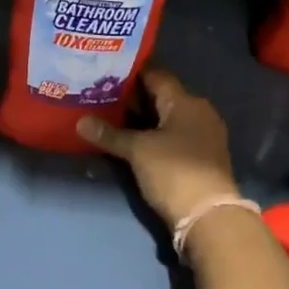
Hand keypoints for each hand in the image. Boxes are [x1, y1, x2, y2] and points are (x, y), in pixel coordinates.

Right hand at [76, 69, 238, 228]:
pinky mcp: (201, 157)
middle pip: (162, 97)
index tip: (106, 72)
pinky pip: (172, 136)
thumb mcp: (138, 151)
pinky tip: (131, 140)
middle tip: (101, 96)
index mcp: (186, 102)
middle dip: (133, 98)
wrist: (208, 216)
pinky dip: (152, 135)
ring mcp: (202, 136)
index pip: (157, 76)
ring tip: (110, 117)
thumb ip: (110, 134)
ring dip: (142, 119)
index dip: (131, 74)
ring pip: (166, 119)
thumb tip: (80, 122)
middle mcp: (199, 113)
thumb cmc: (174, 171)